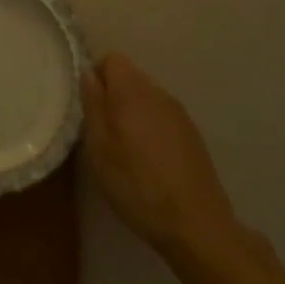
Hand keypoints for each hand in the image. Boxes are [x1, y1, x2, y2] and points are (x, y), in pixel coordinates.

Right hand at [83, 53, 240, 259]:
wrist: (197, 224)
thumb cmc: (138, 186)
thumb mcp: (101, 149)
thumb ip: (93, 105)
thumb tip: (87, 73)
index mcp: (132, 92)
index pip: (111, 59)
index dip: (96, 77)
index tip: (90, 108)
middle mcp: (158, 92)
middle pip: (129, 76)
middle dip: (113, 96)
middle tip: (104, 133)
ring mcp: (178, 112)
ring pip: (146, 97)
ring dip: (132, 113)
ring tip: (127, 150)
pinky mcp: (192, 132)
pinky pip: (162, 115)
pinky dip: (151, 127)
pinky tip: (151, 161)